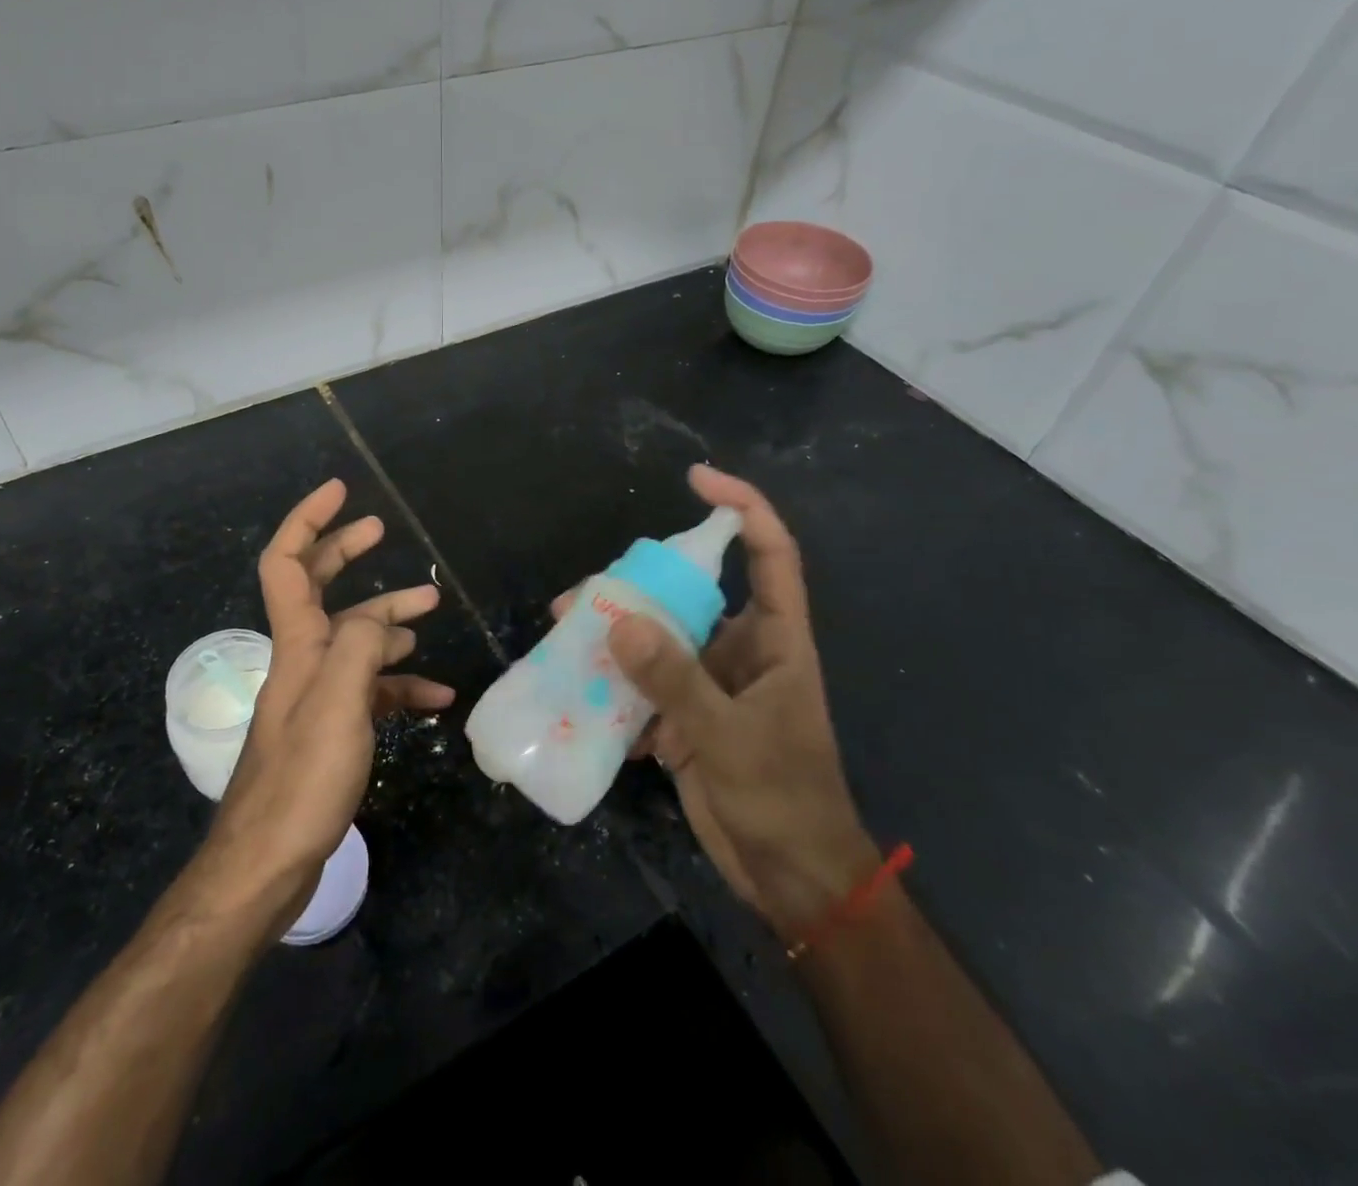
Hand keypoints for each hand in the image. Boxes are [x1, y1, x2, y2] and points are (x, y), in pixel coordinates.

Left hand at [190, 479, 451, 929]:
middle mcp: (302, 660)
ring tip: (431, 612)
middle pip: (319, 589)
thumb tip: (378, 619)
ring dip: (389, 621)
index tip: (340, 491)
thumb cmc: (302, 779)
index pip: (288, 563)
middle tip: (380, 529)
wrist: (268, 864)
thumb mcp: (337, 704)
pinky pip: (370, 691)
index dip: (308, 520)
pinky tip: (435, 696)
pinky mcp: (332, 729)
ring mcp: (317, 696)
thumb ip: (358, 646)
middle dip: (345, 553)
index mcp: (297, 644)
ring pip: (354, 640)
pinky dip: (400, 685)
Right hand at [556, 465, 876, 939]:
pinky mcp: (688, 717)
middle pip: (690, 594)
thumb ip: (675, 680)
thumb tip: (620, 621)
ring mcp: (712, 683)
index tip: (695, 479)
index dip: (741, 506)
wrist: (792, 879)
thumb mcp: (729, 737)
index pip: (768, 552)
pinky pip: (646, 684)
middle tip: (581, 595)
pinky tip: (582, 695)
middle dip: (637, 587)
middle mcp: (742, 649)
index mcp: (775, 638)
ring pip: (660, 639)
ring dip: (615, 639)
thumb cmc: (783, 798)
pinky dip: (616, 687)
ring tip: (565, 637)